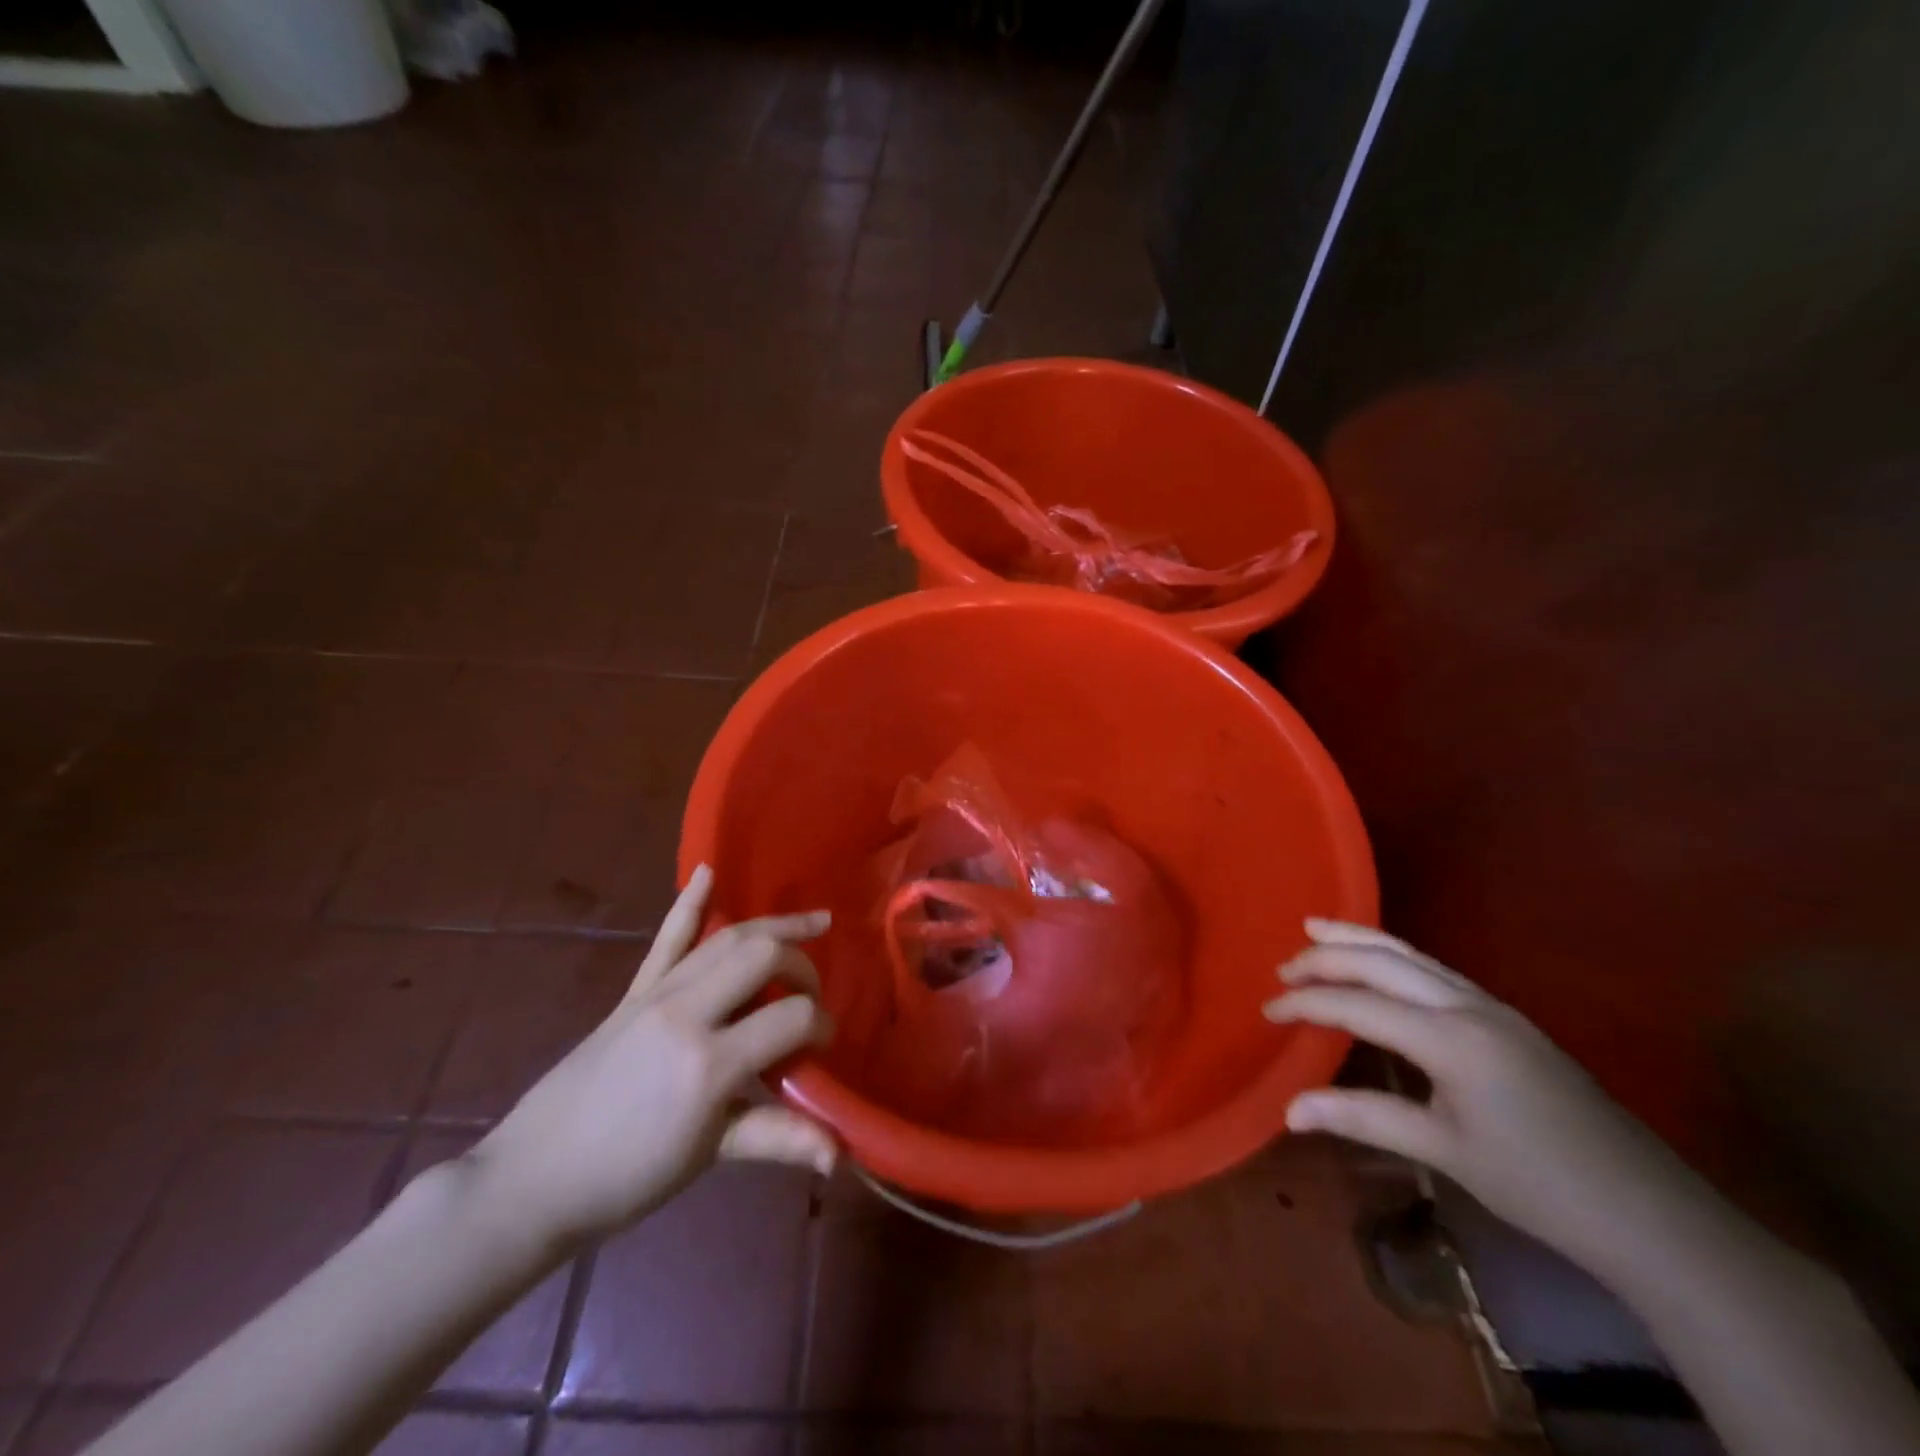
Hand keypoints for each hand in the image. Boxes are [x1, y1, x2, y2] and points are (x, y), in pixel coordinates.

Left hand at [466, 866, 836, 1250]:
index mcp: (710, 1064)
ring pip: (727, 938)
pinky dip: (689, 903)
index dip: (821, 1025)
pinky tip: (708, 871)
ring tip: (811, 923)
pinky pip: (667, 939)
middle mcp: (686, 1012)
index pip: (792, 1018)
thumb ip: (778, 1138)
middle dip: (801, 966)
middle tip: (811, 994)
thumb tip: (839, 1152)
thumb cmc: (627, 1178)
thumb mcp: (709, 1156)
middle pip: (762, 955)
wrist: (534, 1179)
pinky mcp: (633, 992)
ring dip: (773, 927)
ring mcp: (656, 995)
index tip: (824, 1045)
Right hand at [1264, 919, 1700, 1265]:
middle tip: (1283, 967)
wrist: (1648, 1212)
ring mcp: (1492, 1007)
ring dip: (1359, 941)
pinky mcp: (1506, 1018)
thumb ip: (1363, 1118)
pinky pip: (1433, 970)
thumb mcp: (1444, 1150)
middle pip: (1383, 961)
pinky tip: (1380, 965)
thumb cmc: (1539, 1185)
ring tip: (1315, 929)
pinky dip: (1392, 957)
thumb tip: (1289, 1110)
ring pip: (1412, 955)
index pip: (1358, 1003)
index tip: (1266, 1011)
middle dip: (1327, 957)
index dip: (1306, 1003)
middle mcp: (1468, 1006)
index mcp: (1451, 1038)